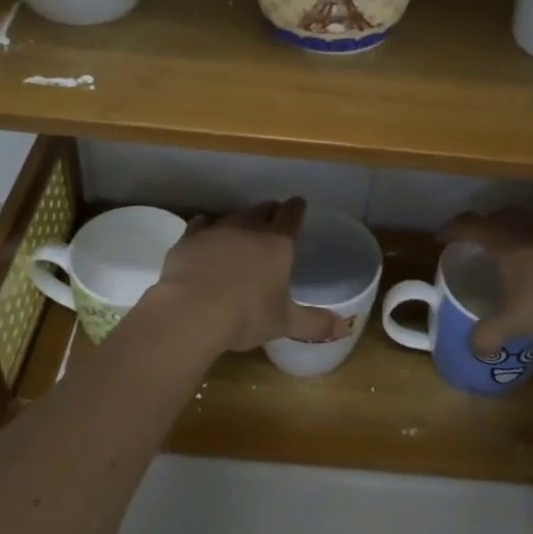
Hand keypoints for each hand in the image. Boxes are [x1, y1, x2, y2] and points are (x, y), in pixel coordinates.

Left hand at [153, 199, 345, 352]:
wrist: (192, 312)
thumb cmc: (246, 316)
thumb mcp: (284, 323)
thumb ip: (314, 323)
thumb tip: (343, 328)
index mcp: (278, 243)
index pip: (292, 215)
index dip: (297, 209)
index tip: (299, 204)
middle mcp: (249, 229)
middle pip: (263, 210)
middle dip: (270, 211)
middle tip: (273, 216)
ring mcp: (217, 231)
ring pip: (233, 216)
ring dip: (240, 220)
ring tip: (242, 228)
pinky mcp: (189, 239)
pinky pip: (200, 224)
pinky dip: (205, 226)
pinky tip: (204, 231)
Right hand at [439, 207, 532, 354]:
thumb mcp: (515, 322)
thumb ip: (490, 334)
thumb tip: (474, 350)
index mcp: (500, 240)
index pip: (467, 226)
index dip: (451, 230)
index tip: (442, 239)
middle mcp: (524, 226)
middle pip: (497, 216)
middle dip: (484, 226)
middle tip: (479, 243)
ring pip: (527, 220)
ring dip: (516, 230)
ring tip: (516, 252)